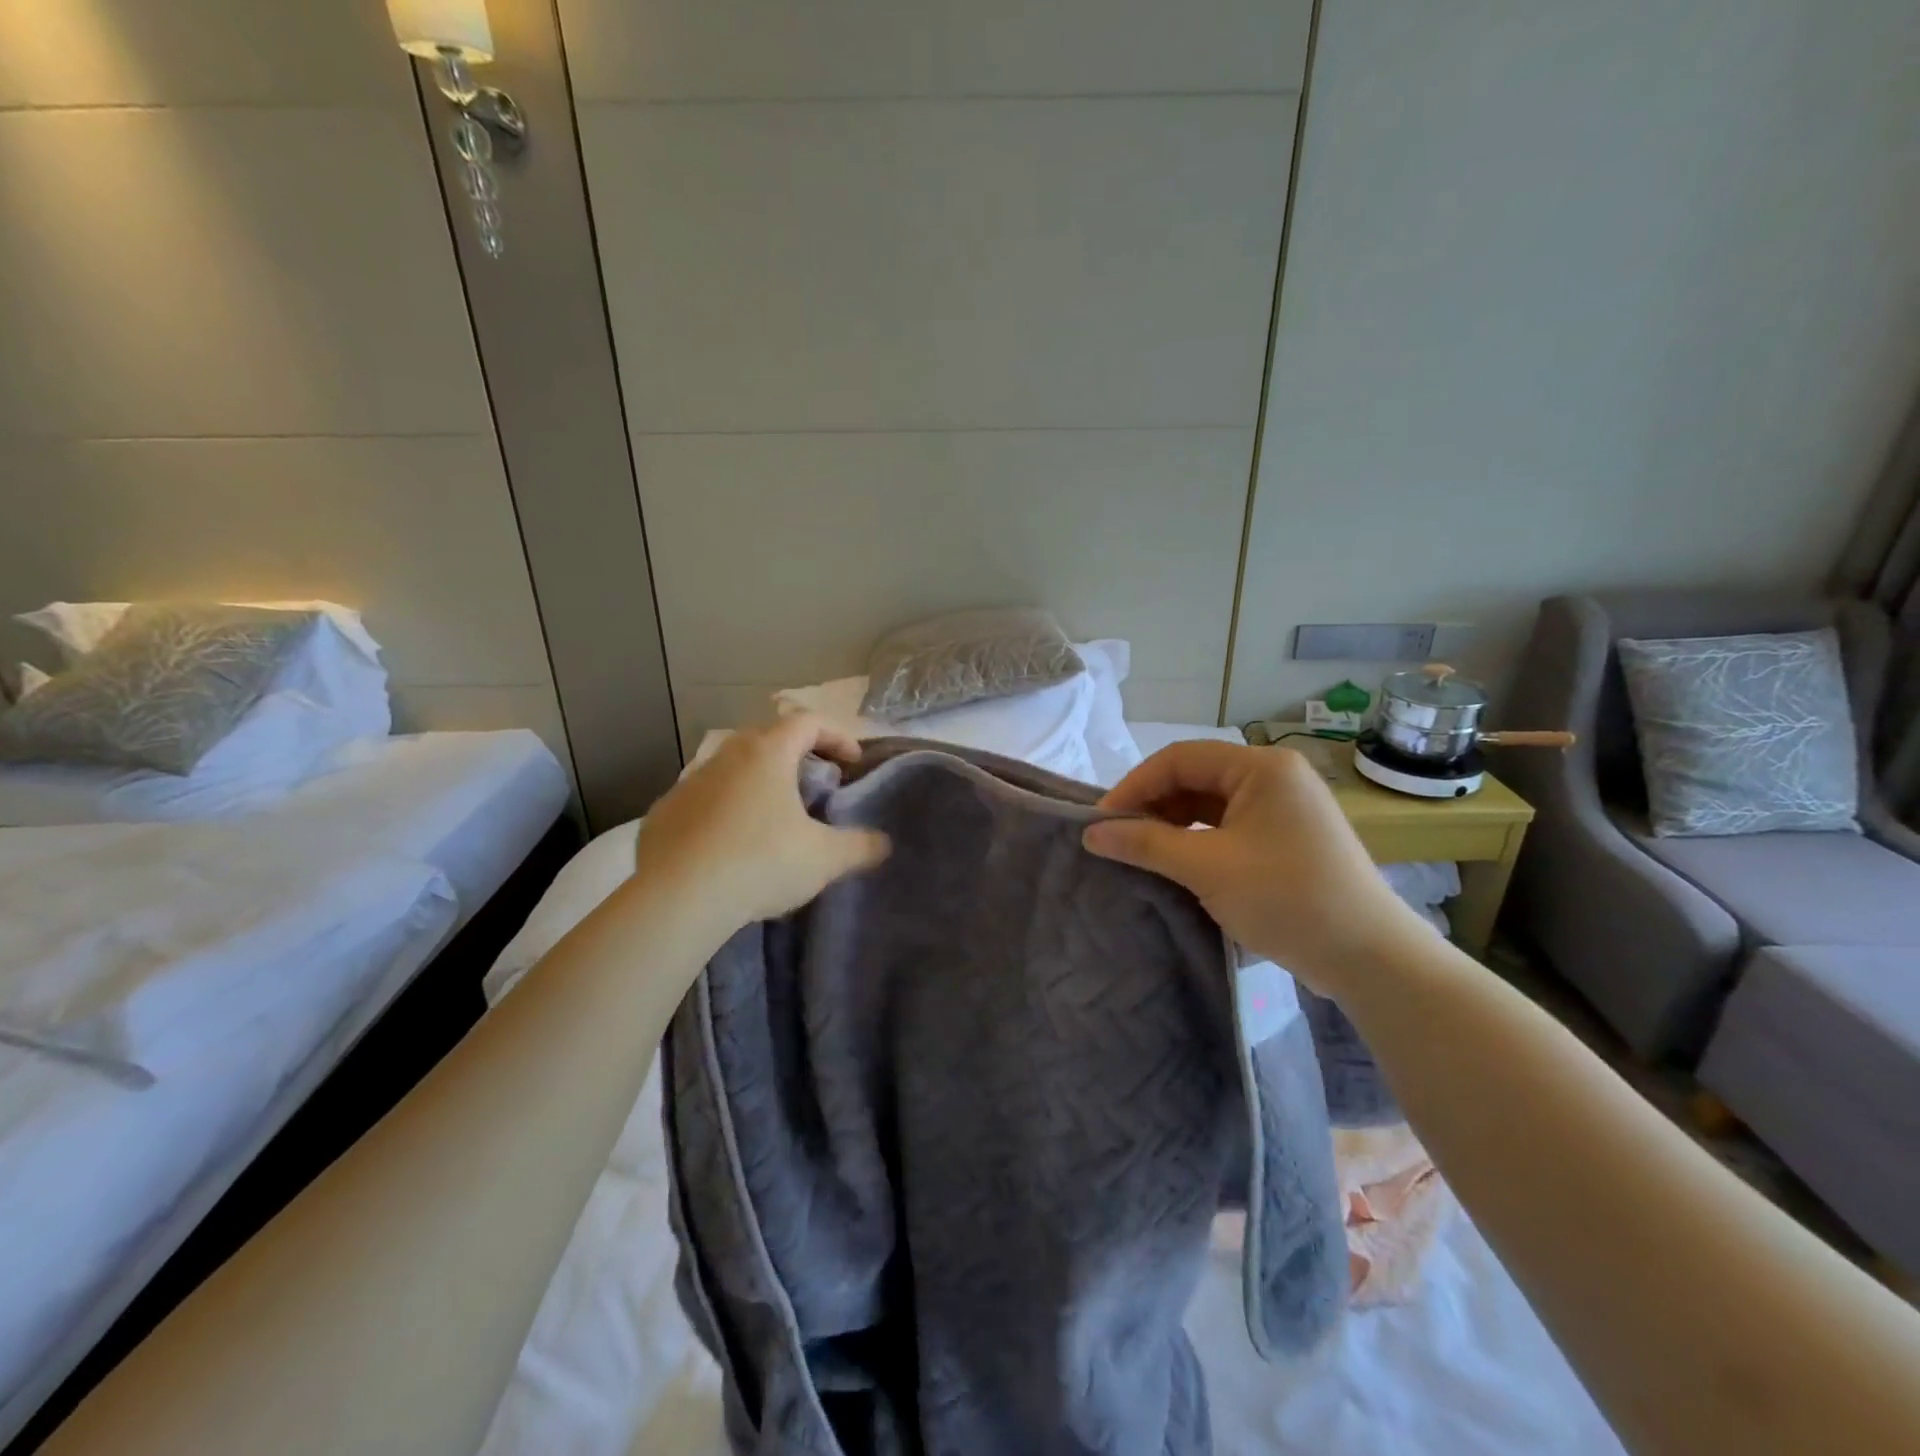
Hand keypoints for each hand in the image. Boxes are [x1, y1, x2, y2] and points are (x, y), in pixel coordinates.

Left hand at [633, 716, 890, 949]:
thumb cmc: (761, 862)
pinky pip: (702, 802)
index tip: (852, 763)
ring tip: (772, 818)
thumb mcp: (824, 858)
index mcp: (767, 753)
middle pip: (767, 739)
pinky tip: (729, 846)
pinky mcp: (662, 815)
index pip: (809, 722)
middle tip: (813, 786)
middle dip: (795, 756)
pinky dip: (723, 812)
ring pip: (731, 770)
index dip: (837, 736)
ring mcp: (688, 784)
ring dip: (756, 784)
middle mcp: (725, 757)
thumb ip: (860, 846)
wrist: (677, 898)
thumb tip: (883, 843)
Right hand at [1082, 743, 1431, 999]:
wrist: (1369, 957)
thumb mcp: (1207, 868)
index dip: (1134, 786)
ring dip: (1172, 823)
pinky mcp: (1288, 836)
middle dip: (1153, 805)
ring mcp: (1285, 807)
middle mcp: (1275, 776)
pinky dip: (1198, 839)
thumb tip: (1091, 833)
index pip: (1179, 758)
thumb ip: (1145, 843)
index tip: (1102, 821)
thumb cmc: (1286, 899)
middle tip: (1119, 838)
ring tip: (1142, 852)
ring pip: (1210, 803)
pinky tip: (1177, 862)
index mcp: (1262, 767)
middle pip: (1195, 777)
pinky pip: (1229, 825)